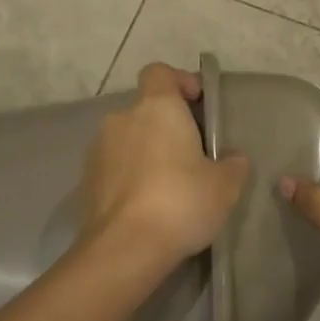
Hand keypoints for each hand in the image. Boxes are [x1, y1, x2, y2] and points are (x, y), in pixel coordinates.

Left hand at [78, 62, 250, 275]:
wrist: (124, 249)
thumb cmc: (181, 202)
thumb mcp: (225, 185)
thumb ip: (233, 163)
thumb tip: (232, 157)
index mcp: (157, 107)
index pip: (160, 71)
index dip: (179, 81)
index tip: (198, 103)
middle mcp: (123, 118)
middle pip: (146, 108)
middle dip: (167, 125)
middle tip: (191, 154)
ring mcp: (99, 149)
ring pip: (129, 138)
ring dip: (147, 151)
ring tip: (168, 184)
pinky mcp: (86, 180)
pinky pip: (114, 166)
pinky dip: (129, 175)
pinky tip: (147, 204)